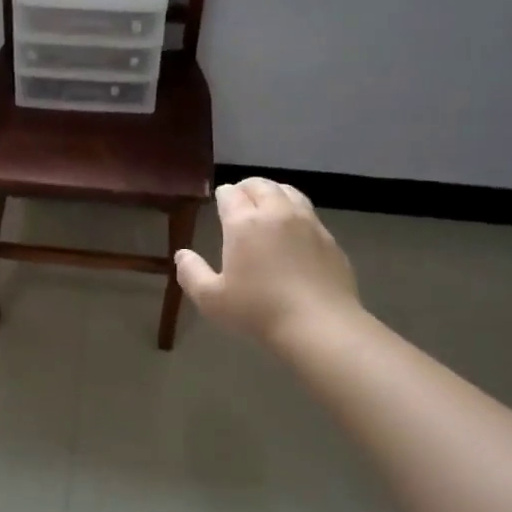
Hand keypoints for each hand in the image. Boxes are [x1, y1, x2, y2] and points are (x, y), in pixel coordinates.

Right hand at [174, 178, 360, 347]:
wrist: (320, 326)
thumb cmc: (259, 311)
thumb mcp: (212, 299)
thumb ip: (191, 273)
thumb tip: (181, 254)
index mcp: (244, 223)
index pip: (230, 194)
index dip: (222, 195)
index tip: (219, 202)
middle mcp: (276, 213)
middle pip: (261, 186)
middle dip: (247, 188)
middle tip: (240, 199)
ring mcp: (307, 223)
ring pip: (289, 192)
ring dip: (273, 193)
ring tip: (267, 206)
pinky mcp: (329, 239)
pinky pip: (309, 213)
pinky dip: (296, 212)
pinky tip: (293, 231)